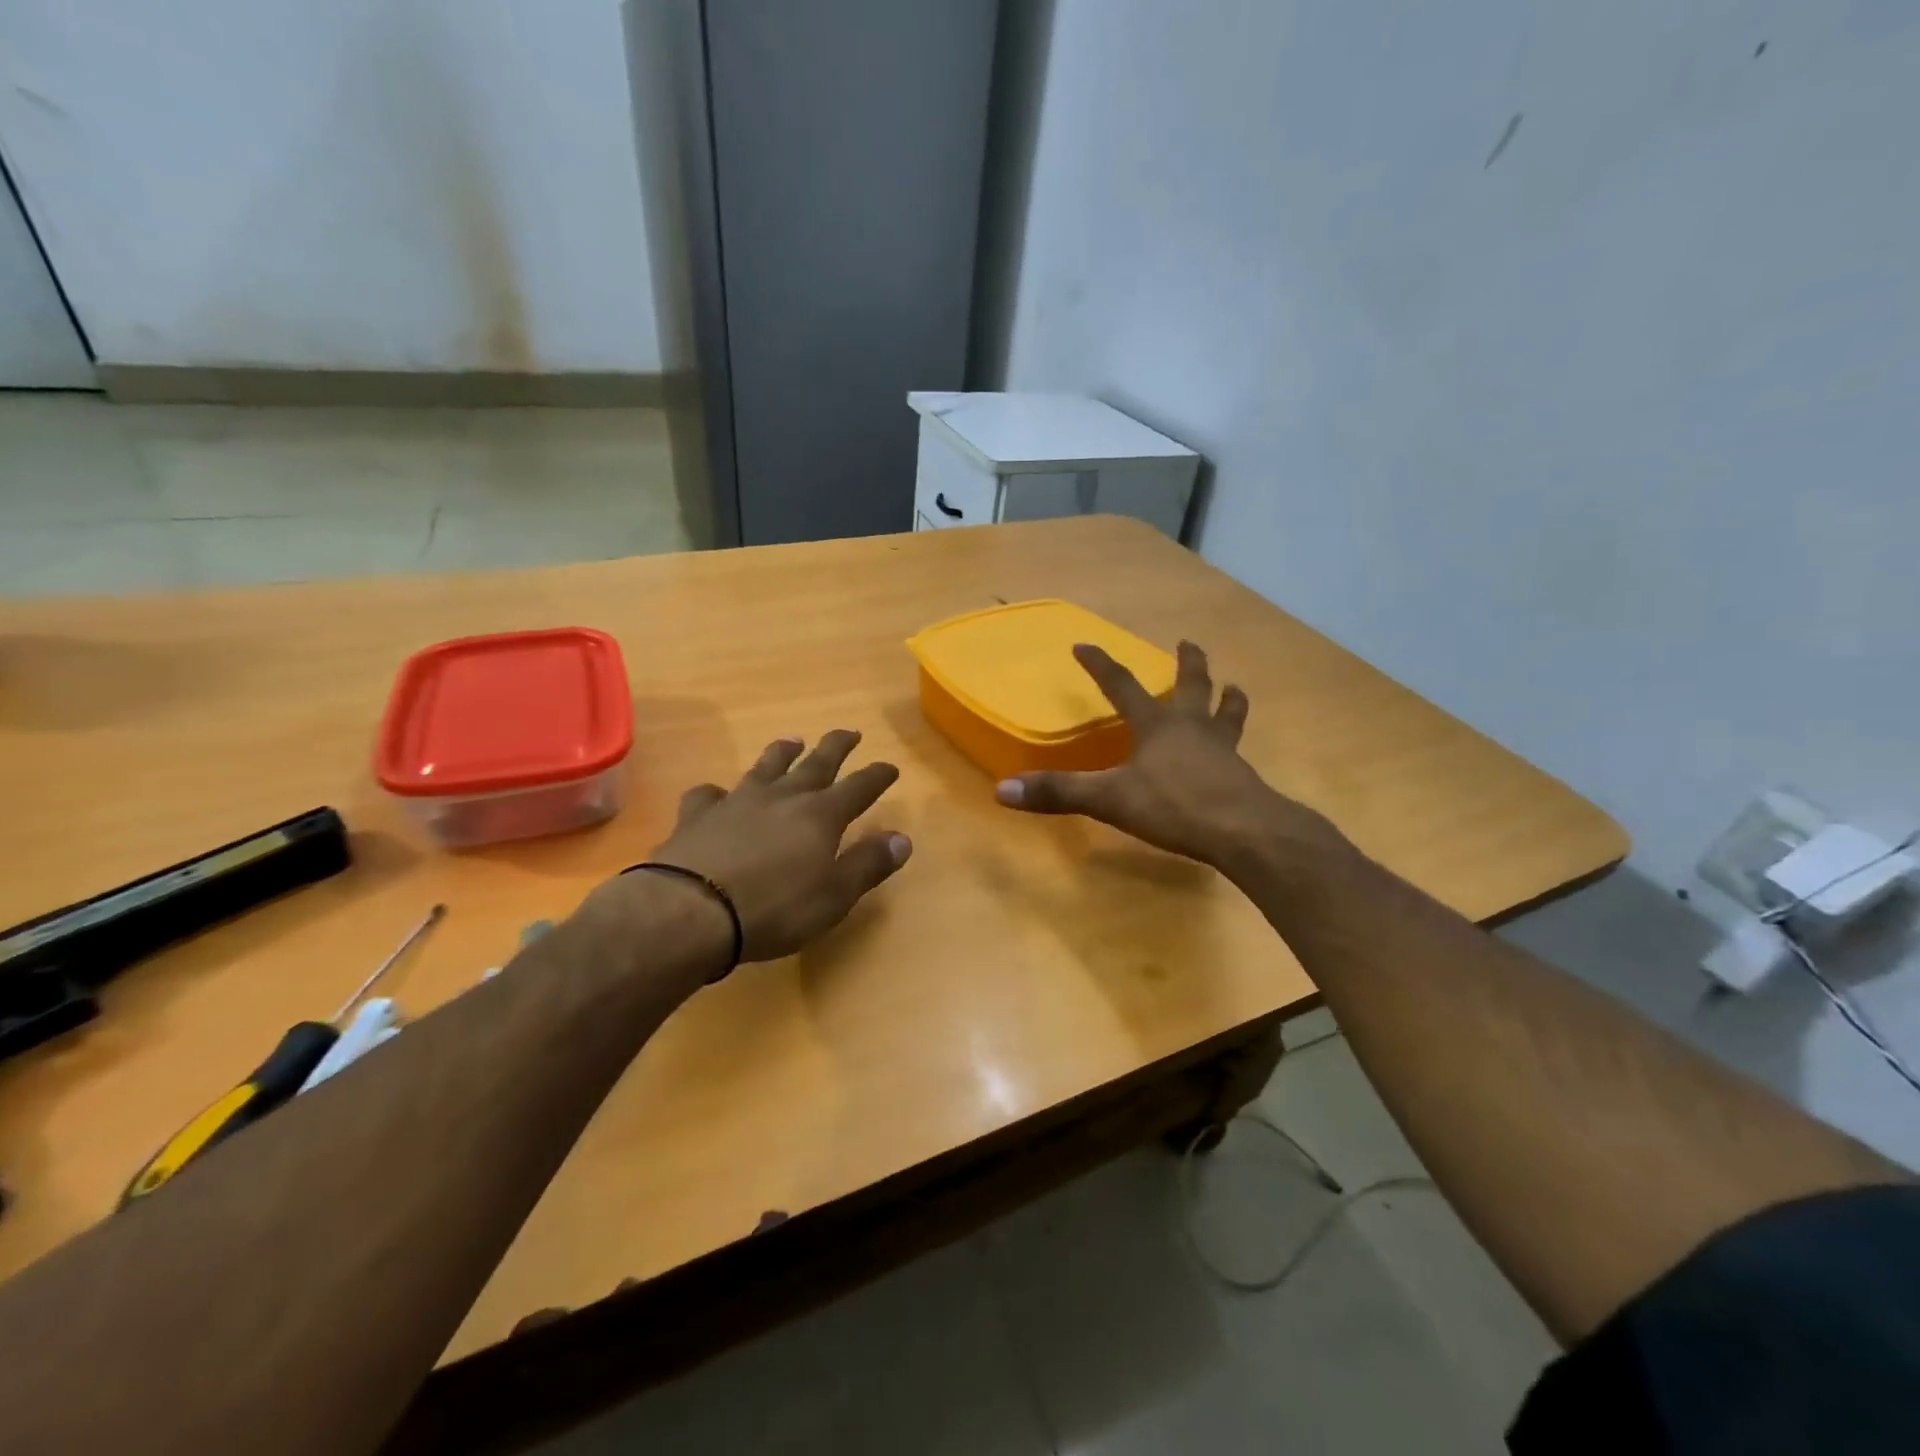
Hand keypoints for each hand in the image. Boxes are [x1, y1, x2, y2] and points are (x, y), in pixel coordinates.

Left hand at [641, 730, 910, 962]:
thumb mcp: (834, 896)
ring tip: (793, 741)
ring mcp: (737, 801)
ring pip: (766, 766)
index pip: (859, 787)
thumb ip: (868, 864)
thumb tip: (903, 838)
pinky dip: (717, 792)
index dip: (877, 776)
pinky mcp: (698, 815)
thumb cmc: (774, 908)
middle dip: (837, 747)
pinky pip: (709, 793)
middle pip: (816, 763)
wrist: (691, 911)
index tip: (890, 767)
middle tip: (850, 732)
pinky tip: (717, 795)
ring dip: (783, 752)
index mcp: (820, 815)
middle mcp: (782, 797)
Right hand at [995, 641, 1342, 872]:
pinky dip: (1235, 740)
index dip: (1100, 665)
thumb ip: (1060, 792)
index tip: (1083, 644)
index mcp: (1157, 726)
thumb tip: (1003, 790)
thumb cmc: (1174, 806)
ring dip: (1228, 698)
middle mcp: (1192, 728)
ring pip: (1227, 713)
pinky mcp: (1242, 775)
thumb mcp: (1110, 799)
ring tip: (1234, 687)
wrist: (1244, 831)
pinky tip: (1237, 752)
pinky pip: (1238, 749)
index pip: (1122, 685)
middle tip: (1188, 643)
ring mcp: (1222, 749)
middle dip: (1188, 663)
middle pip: (1192, 685)